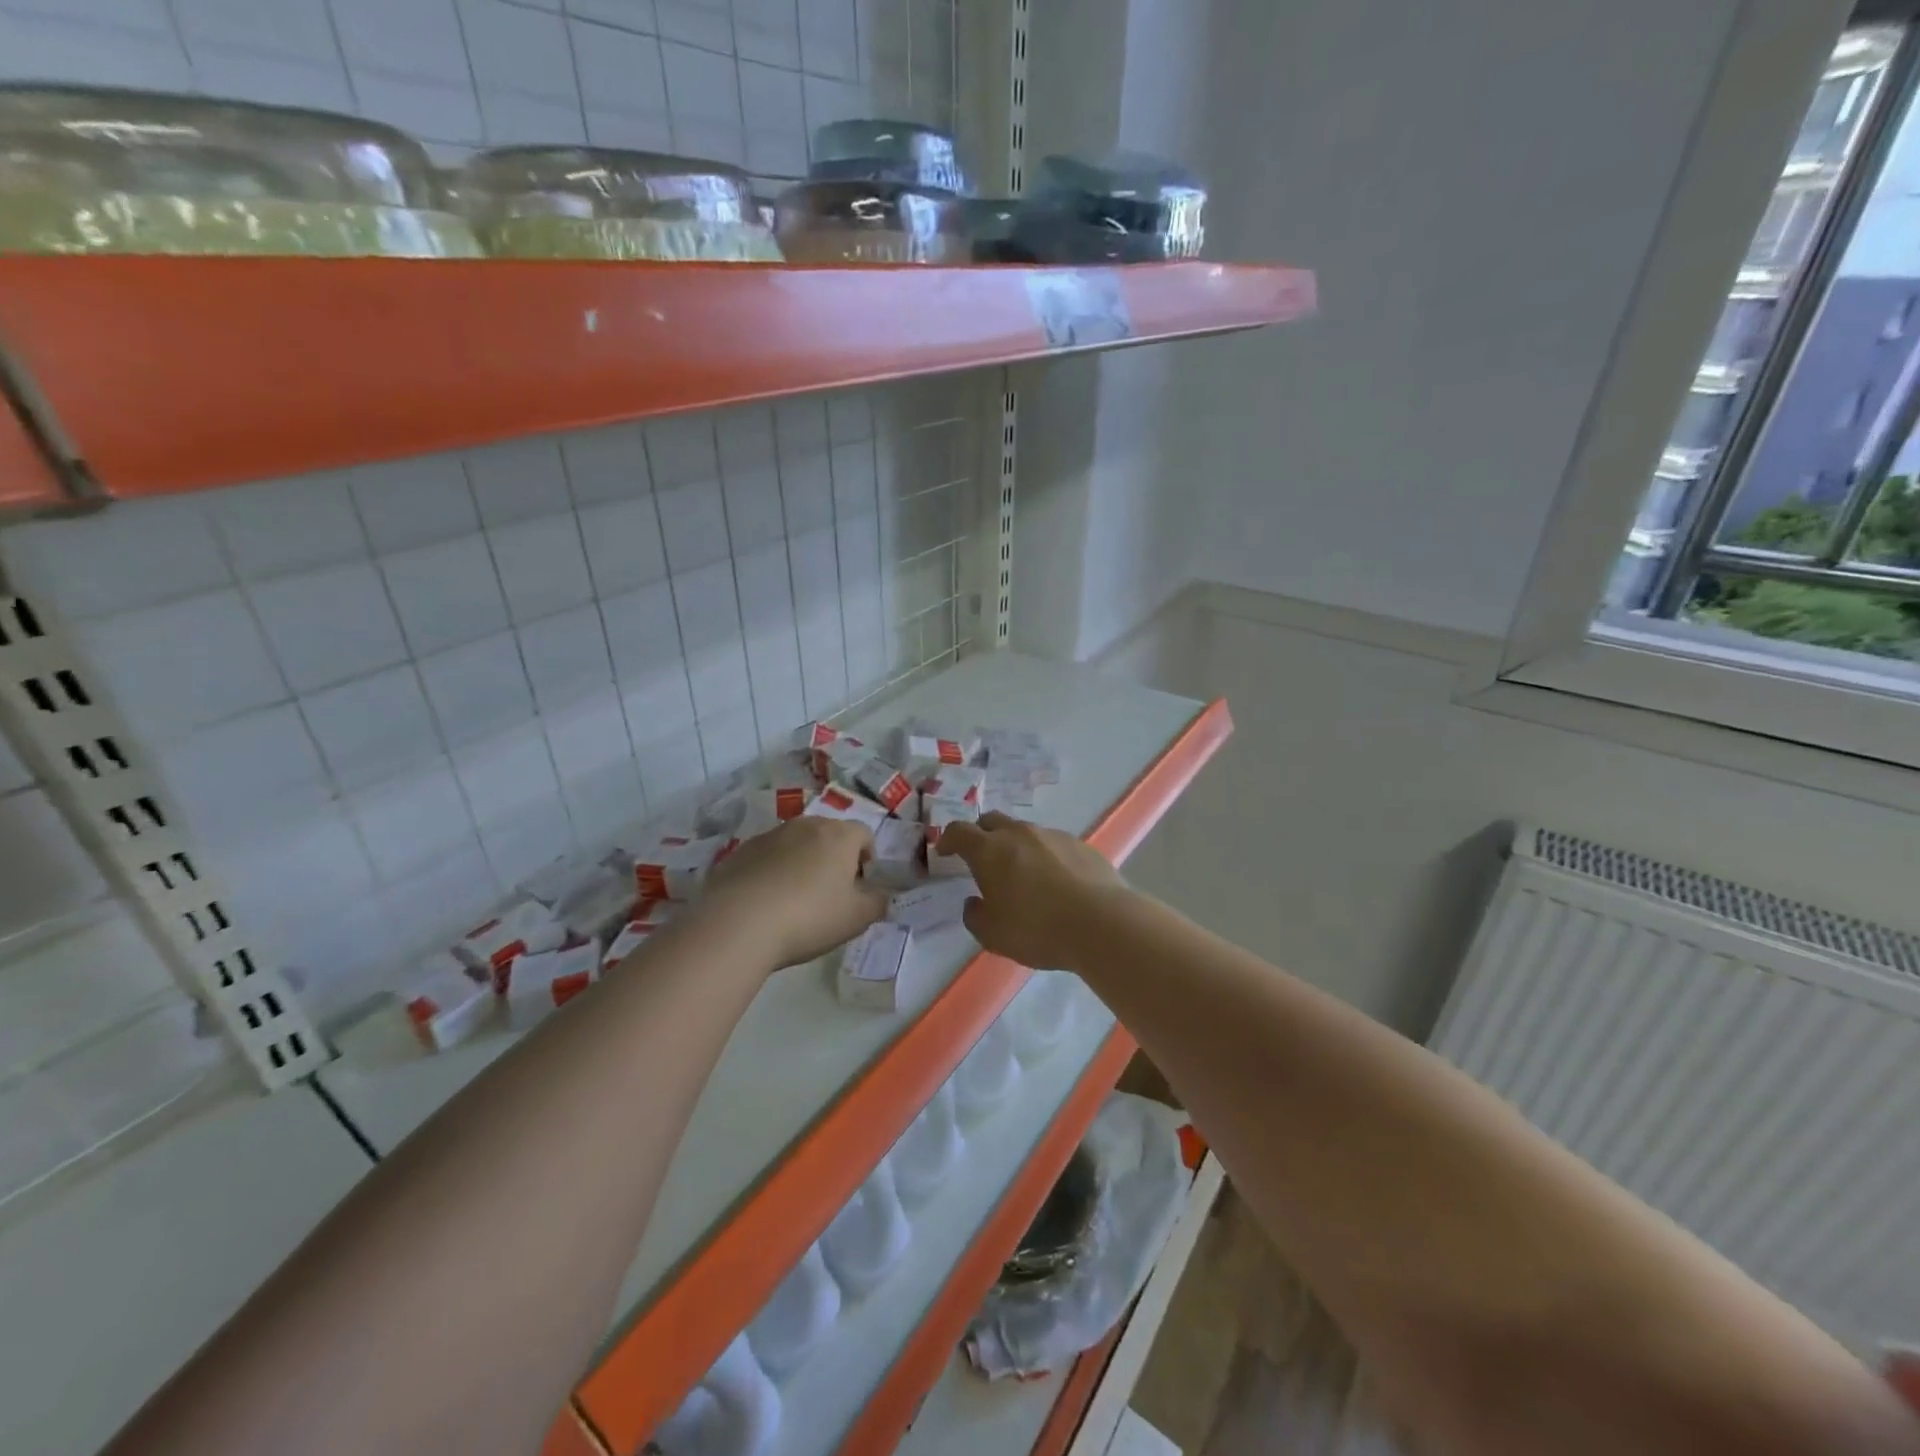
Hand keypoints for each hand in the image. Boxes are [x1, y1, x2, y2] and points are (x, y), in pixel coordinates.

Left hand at [702, 817, 888, 970]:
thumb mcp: (857, 918)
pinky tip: (767, 903)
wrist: (738, 923)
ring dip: (802, 863)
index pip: (864, 834)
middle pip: (829, 835)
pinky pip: (767, 857)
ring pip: (796, 844)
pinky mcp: (740, 851)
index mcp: (839, 835)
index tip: (860, 886)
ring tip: (795, 900)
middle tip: (830, 894)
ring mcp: (769, 835)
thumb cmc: (809, 917)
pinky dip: (773, 872)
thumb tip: (881, 895)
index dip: (867, 858)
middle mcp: (805, 825)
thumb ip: (877, 903)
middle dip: (834, 858)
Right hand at [932, 812, 1128, 970]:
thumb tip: (974, 903)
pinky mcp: (1080, 845)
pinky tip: (1055, 882)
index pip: (959, 831)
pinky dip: (1045, 856)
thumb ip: (975, 916)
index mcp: (990, 850)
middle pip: (992, 821)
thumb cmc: (1037, 929)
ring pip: (1024, 832)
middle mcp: (1019, 834)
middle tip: (980, 857)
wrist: (1102, 923)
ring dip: (1015, 846)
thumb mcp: (993, 935)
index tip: (945, 851)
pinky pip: (1053, 844)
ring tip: (1021, 873)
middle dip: (980, 835)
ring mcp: (1053, 835)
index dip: (948, 839)